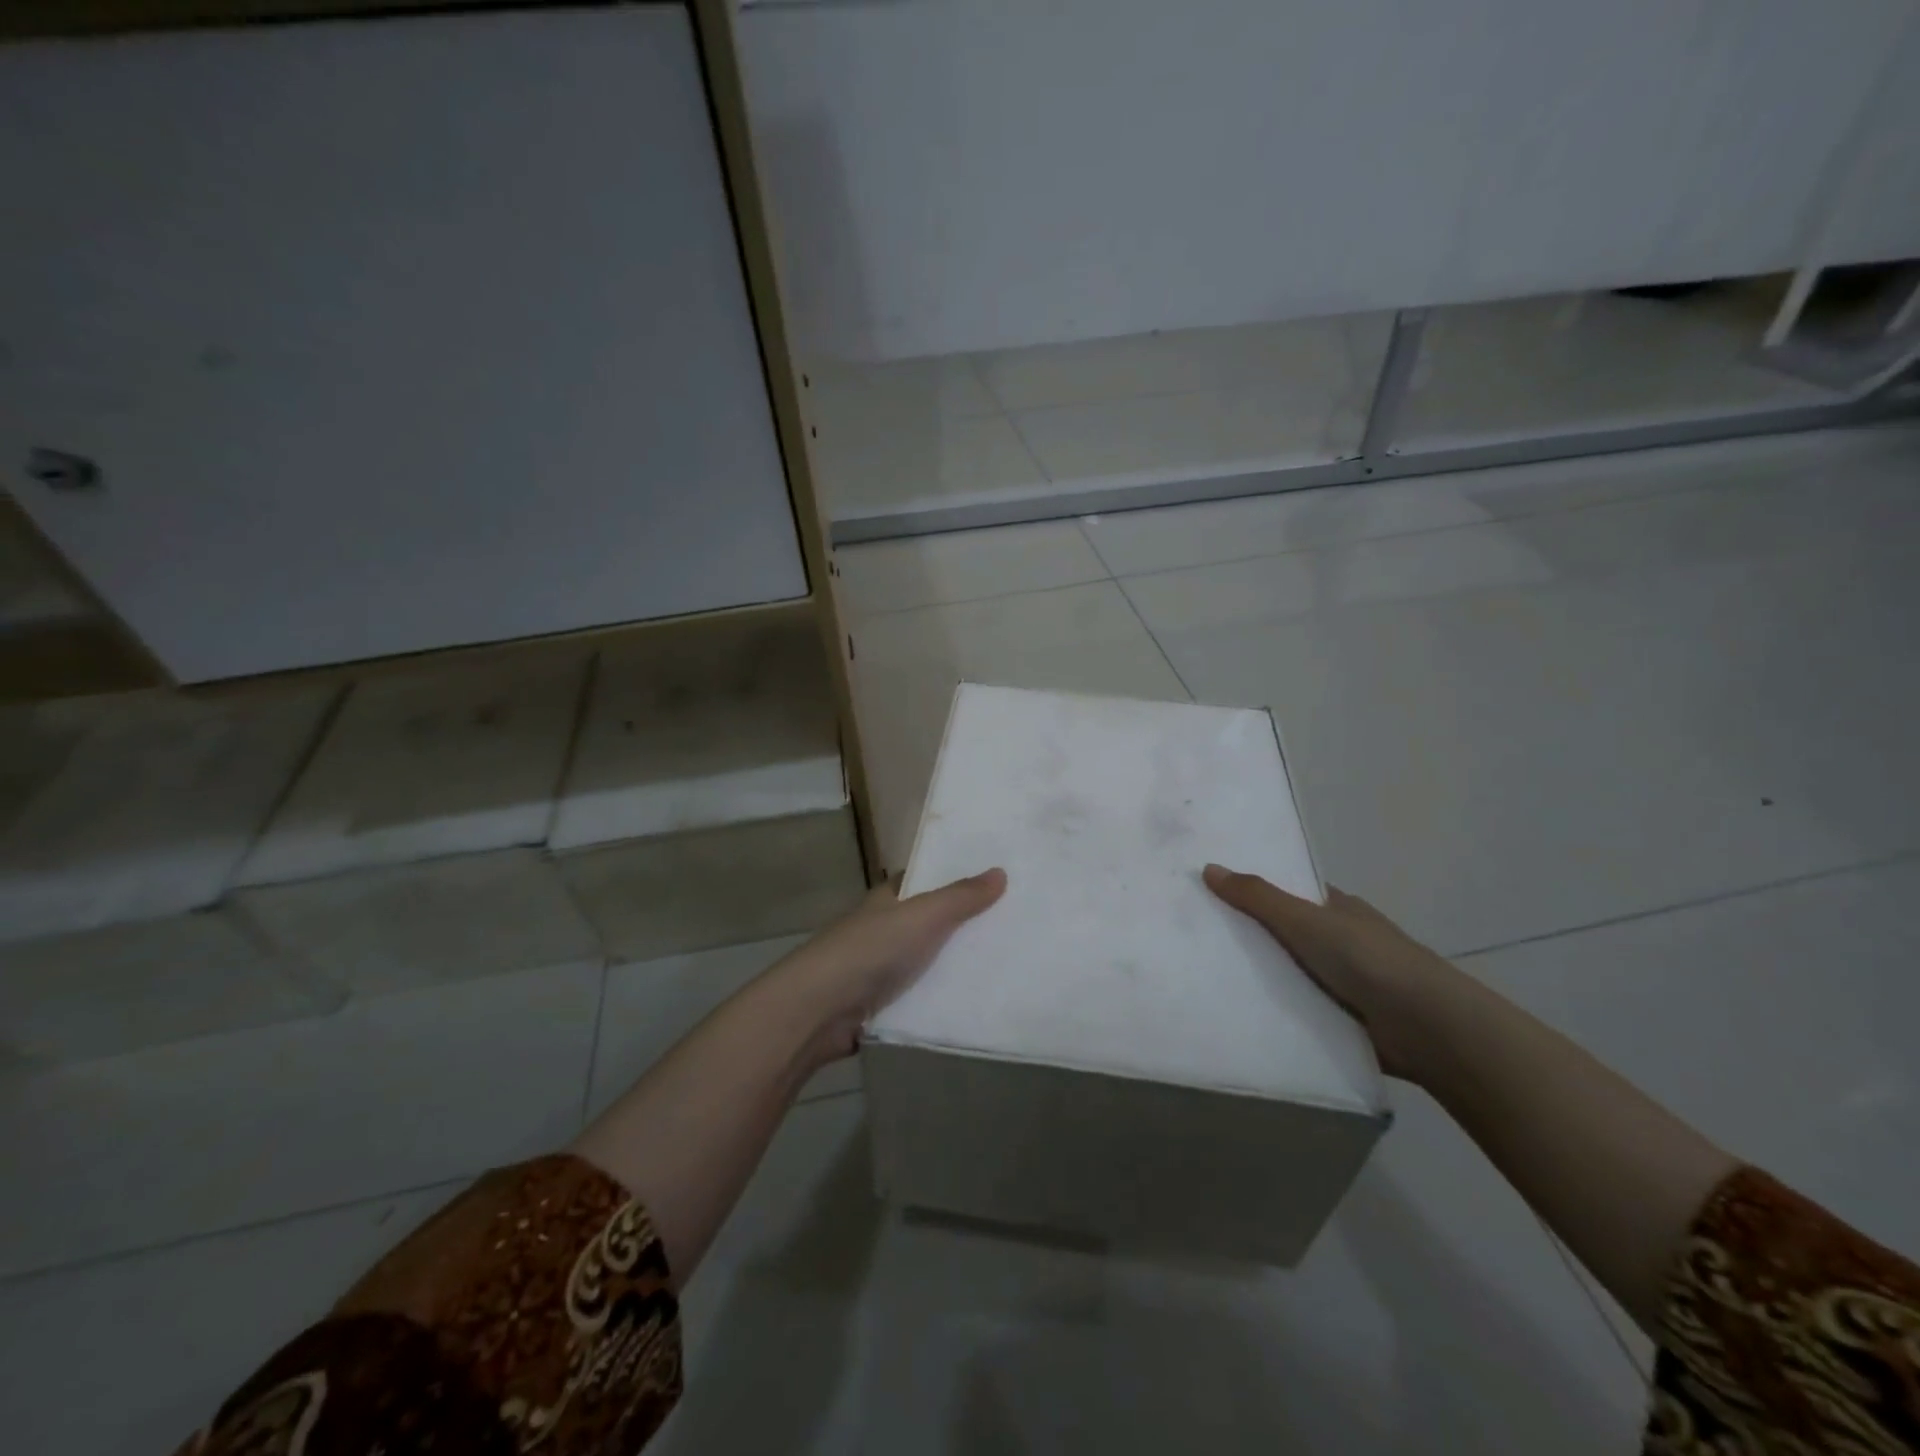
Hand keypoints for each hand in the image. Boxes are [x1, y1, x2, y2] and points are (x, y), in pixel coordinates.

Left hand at [771, 868, 1007, 1067]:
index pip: (919, 881)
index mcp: (886, 900)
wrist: (820, 1010)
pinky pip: (916, 998)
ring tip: (1002, 967)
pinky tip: (971, 1005)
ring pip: (922, 962)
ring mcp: (876, 969)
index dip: (949, 878)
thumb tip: (1000, 871)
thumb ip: (961, 897)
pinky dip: (937, 1000)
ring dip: (950, 966)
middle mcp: (880, 929)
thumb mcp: (924, 915)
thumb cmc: (871, 950)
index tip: (989, 882)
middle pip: (925, 923)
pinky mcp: (876, 1007)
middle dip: (958, 925)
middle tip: (1009, 927)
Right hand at [1203, 864, 1469, 1082]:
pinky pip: (1298, 1010)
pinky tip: (1237, 1012)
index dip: (1254, 891)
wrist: (1427, 1028)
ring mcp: (1344, 983)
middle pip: (1285, 934)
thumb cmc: (1368, 959)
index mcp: (1338, 909)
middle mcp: (1341, 942)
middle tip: (1196, 936)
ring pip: (1289, 973)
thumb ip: (1258, 897)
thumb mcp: (1305, 920)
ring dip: (1260, 977)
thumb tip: (1209, 868)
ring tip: (1203, 975)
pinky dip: (1275, 1011)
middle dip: (1249, 936)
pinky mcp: (1343, 1021)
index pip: (1289, 893)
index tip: (1211, 893)